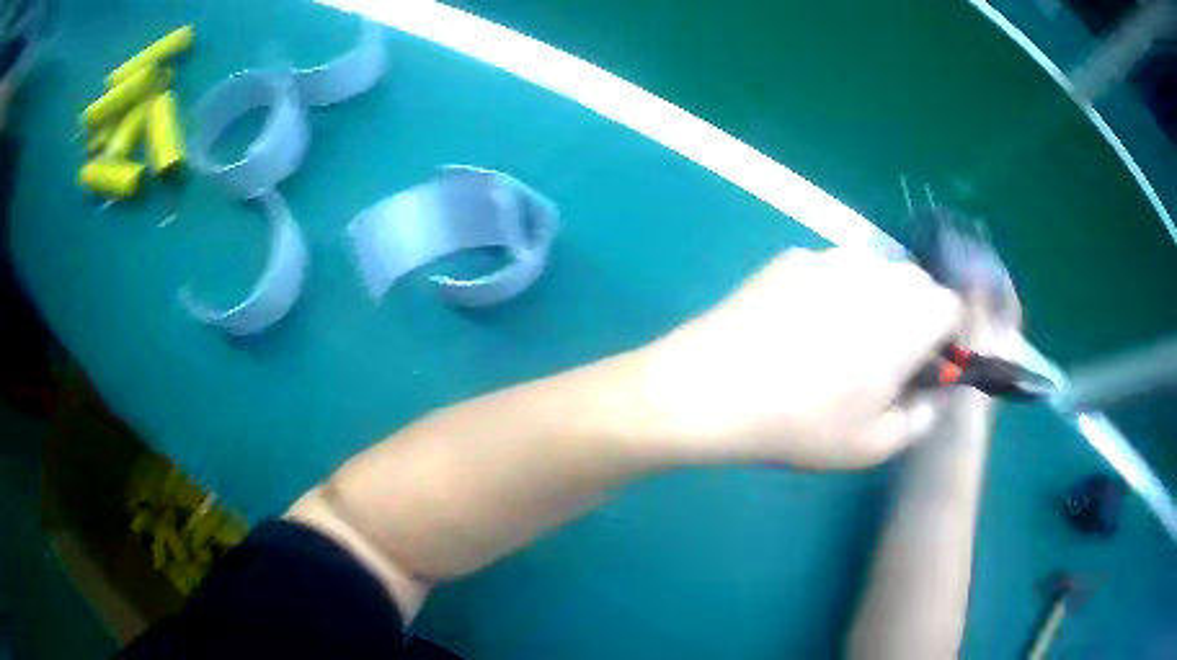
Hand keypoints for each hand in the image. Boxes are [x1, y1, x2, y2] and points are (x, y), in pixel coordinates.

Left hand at [638, 248, 961, 468]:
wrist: (711, 388)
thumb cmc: (799, 425)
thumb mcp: (870, 446)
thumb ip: (920, 418)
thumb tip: (934, 394)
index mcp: (905, 322)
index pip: (950, 304)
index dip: (947, 332)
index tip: (928, 361)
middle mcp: (875, 277)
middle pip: (917, 281)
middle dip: (916, 313)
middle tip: (887, 354)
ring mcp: (830, 259)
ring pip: (877, 269)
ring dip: (878, 297)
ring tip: (843, 338)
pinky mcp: (792, 257)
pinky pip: (835, 266)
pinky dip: (838, 288)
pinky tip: (803, 323)